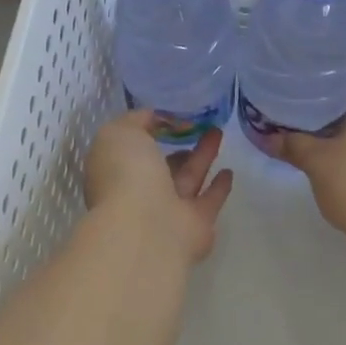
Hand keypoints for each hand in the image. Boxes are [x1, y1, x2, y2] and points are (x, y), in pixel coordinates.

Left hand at [85, 110, 233, 264]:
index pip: (132, 149)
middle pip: (162, 166)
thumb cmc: (126, 175)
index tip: (168, 115)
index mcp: (116, 173)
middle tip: (197, 125)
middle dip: (177, 147)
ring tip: (217, 132)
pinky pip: (209, 200)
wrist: (147, 228)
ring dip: (202, 156)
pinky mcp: (197, 225)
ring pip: (188, 178)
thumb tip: (155, 117)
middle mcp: (139, 194)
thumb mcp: (120, 132)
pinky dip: (219, 187)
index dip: (147, 131)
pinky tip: (229, 171)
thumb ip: (136, 120)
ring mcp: (168, 212)